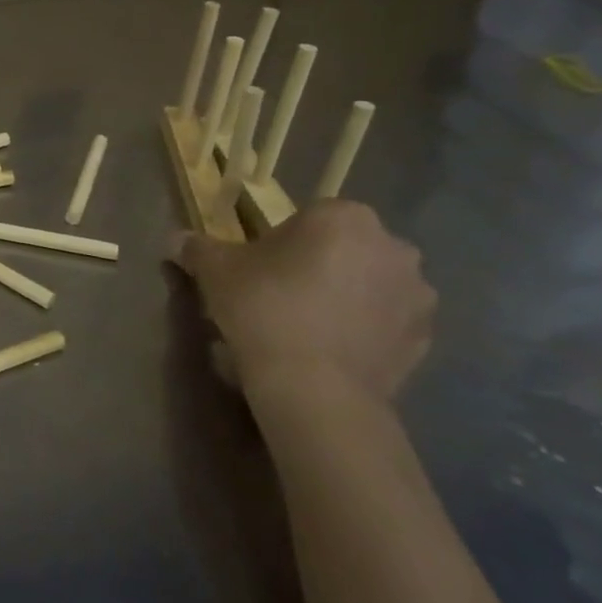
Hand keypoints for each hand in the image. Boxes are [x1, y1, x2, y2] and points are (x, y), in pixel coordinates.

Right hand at [171, 200, 434, 412]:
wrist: (314, 386)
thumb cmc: (264, 308)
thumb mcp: (214, 270)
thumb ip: (196, 247)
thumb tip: (176, 241)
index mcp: (344, 218)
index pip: (310, 216)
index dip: (281, 240)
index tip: (259, 266)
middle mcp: (393, 247)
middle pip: (345, 248)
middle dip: (319, 264)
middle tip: (279, 293)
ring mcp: (418, 295)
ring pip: (370, 284)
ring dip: (346, 296)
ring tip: (306, 326)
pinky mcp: (425, 339)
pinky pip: (386, 322)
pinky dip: (363, 329)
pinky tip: (328, 349)